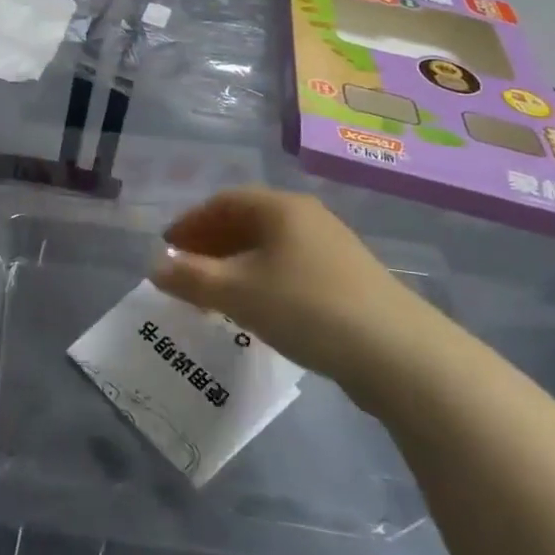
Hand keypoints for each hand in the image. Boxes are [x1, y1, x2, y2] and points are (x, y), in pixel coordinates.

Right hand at [151, 187, 457, 406]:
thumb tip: (155, 266)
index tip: (168, 246)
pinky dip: (262, 279)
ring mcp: (332, 248)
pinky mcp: (348, 280)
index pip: (224, 201)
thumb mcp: (237, 292)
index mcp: (280, 208)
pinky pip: (289, 267)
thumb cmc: (306, 308)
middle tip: (186, 269)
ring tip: (214, 293)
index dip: (191, 222)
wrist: (398, 353)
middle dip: (211, 243)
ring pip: (270, 247)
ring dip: (235, 264)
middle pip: (247, 221)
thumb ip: (191, 278)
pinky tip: (256, 308)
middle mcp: (307, 218)